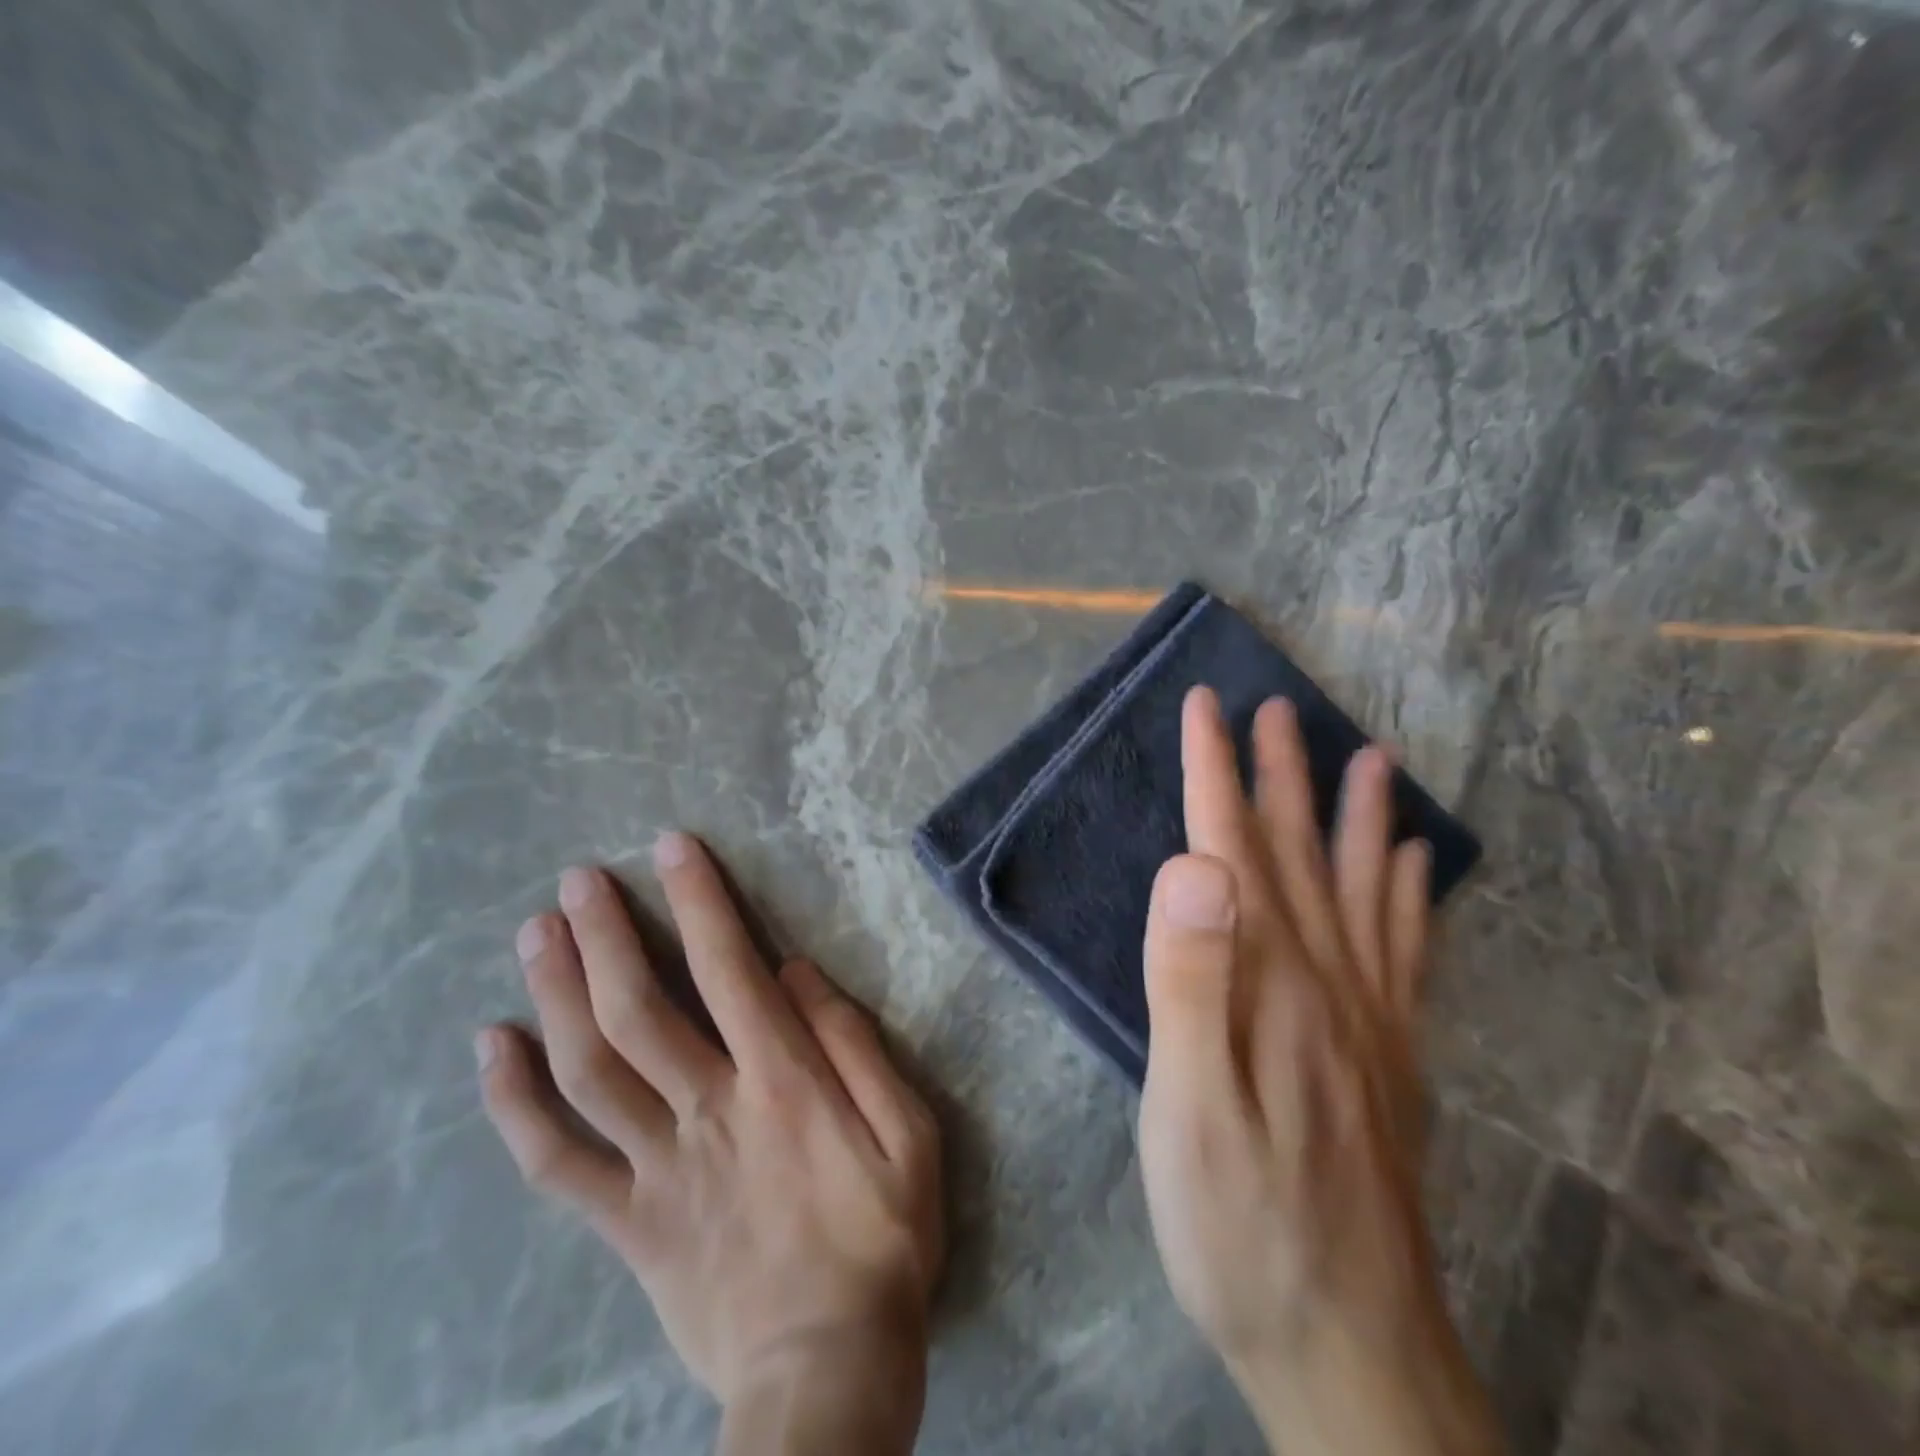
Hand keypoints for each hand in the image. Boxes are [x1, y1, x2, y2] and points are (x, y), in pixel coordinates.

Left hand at [475, 833, 943, 1455]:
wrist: (826, 1374)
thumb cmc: (883, 1238)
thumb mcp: (908, 1132)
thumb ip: (854, 1045)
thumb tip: (795, 972)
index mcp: (781, 1081)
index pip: (727, 967)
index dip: (697, 900)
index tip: (671, 848)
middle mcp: (707, 1109)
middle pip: (638, 1008)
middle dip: (605, 934)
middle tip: (576, 880)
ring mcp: (657, 1167)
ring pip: (588, 1069)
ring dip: (556, 995)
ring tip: (535, 934)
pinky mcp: (629, 1222)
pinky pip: (556, 1161)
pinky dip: (515, 1103)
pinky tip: (491, 1050)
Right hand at [1138, 687, 1501, 1455]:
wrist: (1351, 1349)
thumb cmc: (1241, 1223)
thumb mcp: (1189, 1106)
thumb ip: (1190, 978)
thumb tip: (1192, 864)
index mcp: (1270, 980)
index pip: (1232, 847)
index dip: (1214, 771)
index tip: (1204, 706)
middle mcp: (1329, 981)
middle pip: (1297, 854)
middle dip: (1279, 773)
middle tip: (1276, 708)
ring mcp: (1370, 1019)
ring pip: (1362, 891)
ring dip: (1357, 817)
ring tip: (1371, 759)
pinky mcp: (1388, 1058)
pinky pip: (1407, 953)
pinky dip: (1408, 896)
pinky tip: (1413, 867)